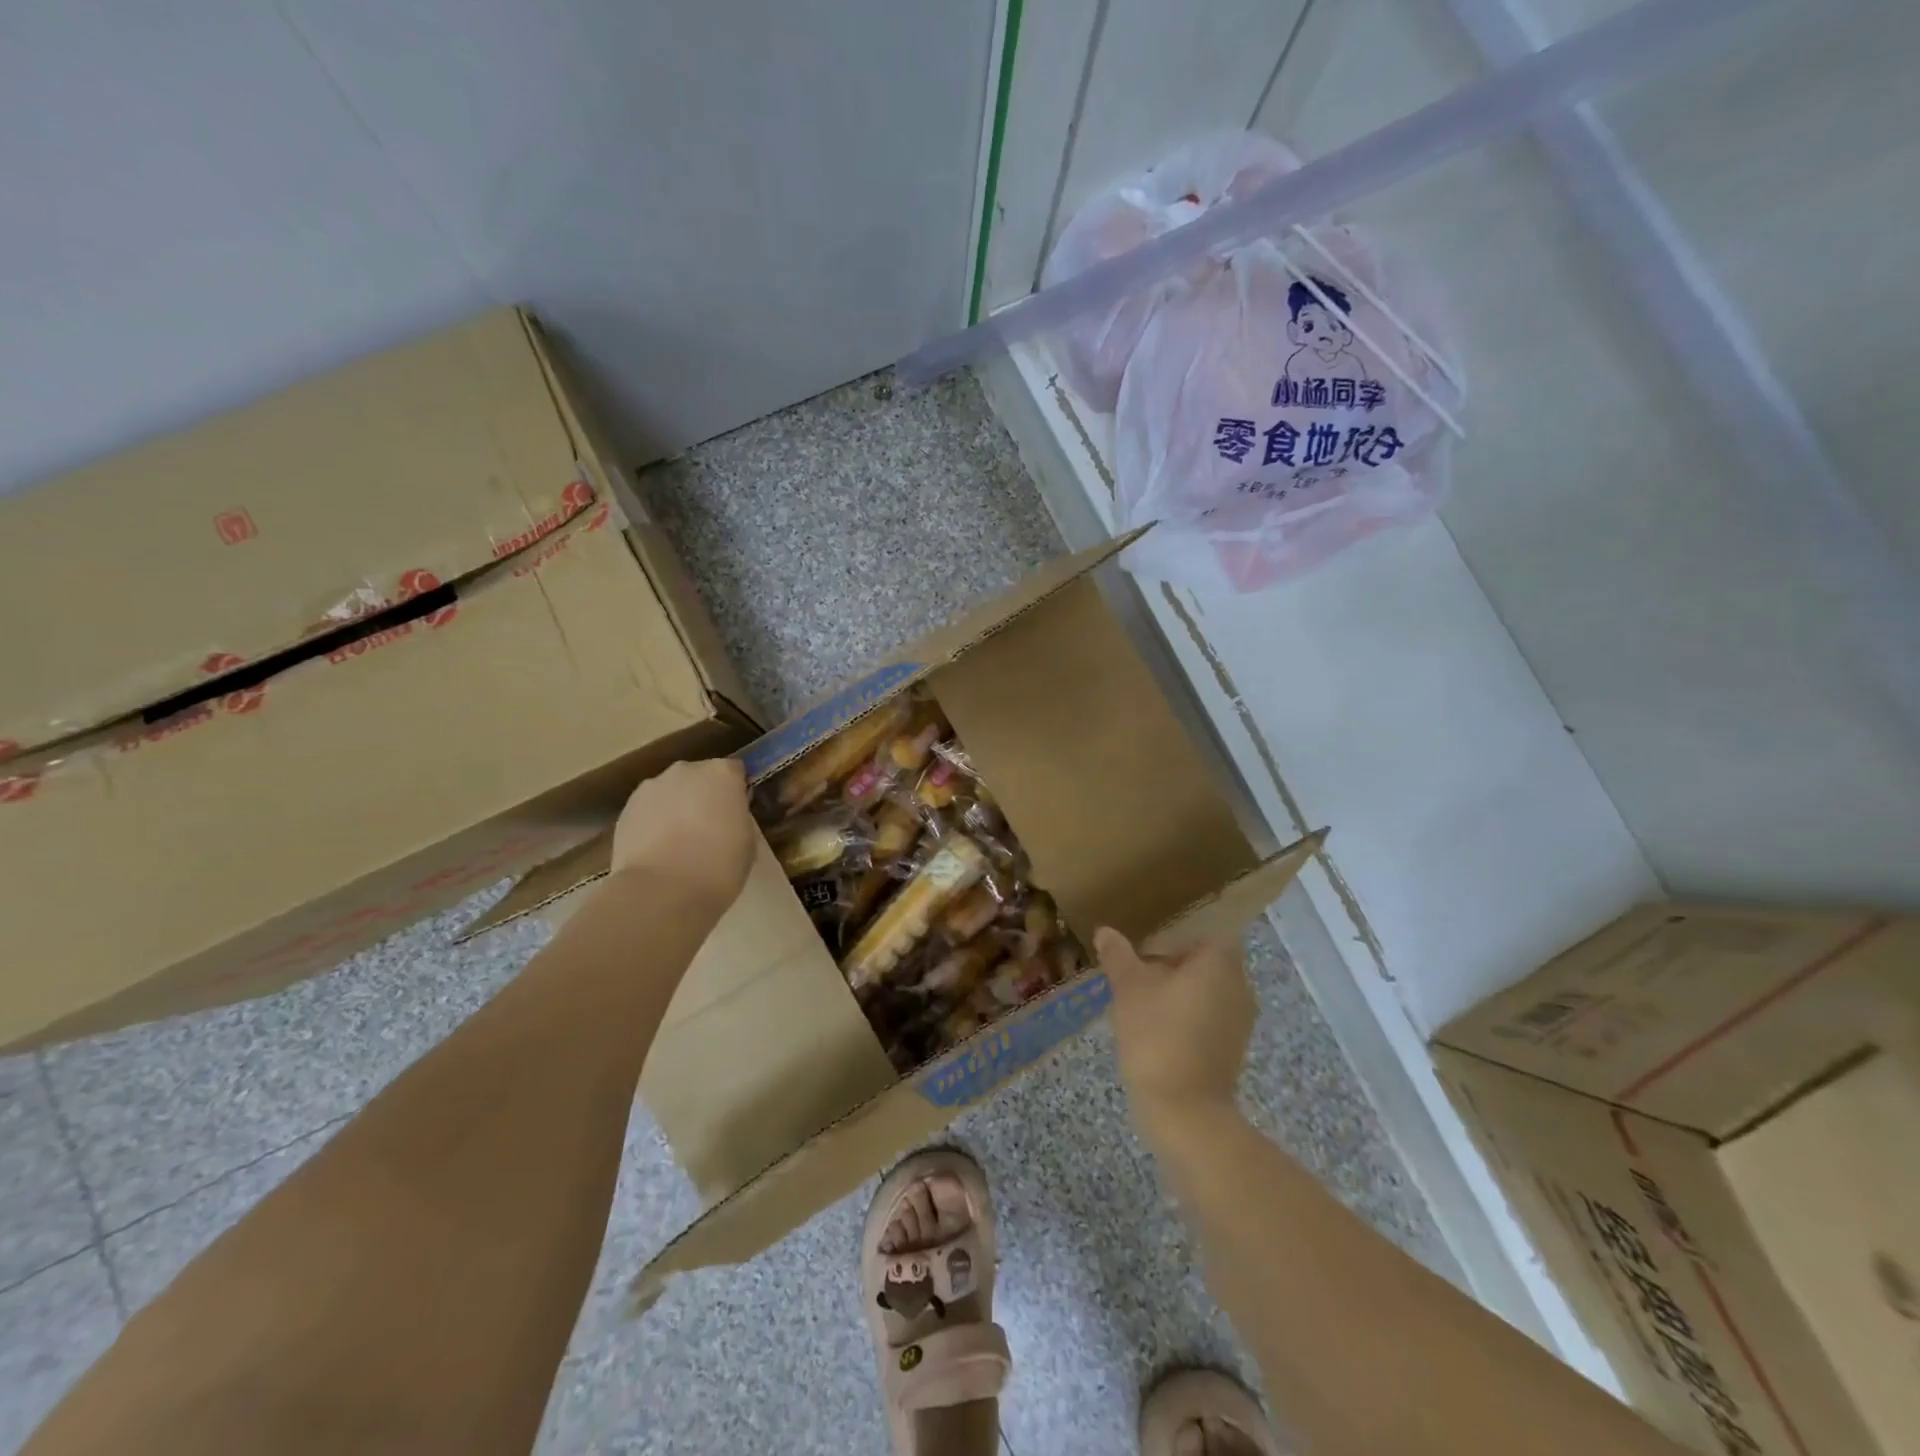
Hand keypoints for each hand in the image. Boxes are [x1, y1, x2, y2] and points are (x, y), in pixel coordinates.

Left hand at [609, 758, 757, 908]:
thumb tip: (726, 816)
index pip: (734, 772)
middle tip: (708, 828)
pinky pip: (648, 809)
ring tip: (677, 842)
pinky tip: (656, 850)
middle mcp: (686, 770)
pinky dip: (652, 822)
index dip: (735, 792)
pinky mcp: (626, 808)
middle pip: (699, 776)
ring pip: (670, 792)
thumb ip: (737, 817)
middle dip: (703, 795)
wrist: (662, 890)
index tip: (735, 813)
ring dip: (675, 807)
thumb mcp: (747, 840)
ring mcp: (651, 787)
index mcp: (722, 773)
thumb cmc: (719, 865)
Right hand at [1099, 928, 1253, 1132]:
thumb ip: (1118, 956)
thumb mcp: (1128, 988)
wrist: (1184, 1111)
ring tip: (1140, 999)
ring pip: (1208, 991)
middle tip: (1137, 970)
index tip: (1149, 944)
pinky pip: (1209, 1018)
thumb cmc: (1158, 1034)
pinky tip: (1155, 1028)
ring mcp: (1239, 1021)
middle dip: (1174, 964)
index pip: (1208, 932)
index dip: (1179, 935)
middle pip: (1208, 962)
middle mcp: (1239, 986)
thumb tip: (1105, 932)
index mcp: (1220, 963)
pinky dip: (1187, 1016)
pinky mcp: (1232, 1049)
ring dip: (1179, 991)